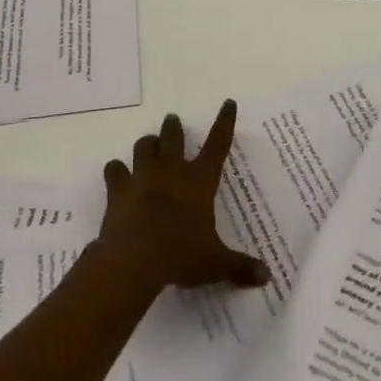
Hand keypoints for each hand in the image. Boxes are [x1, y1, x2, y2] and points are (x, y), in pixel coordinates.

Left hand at [96, 102, 269, 291]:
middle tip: (172, 121)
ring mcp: (142, 176)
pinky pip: (114, 170)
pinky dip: (116, 170)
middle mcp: (171, 170)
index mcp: (200, 180)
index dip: (224, 122)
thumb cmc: (181, 255)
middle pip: (173, 137)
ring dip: (147, 144)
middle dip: (174, 127)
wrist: (134, 258)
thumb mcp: (215, 264)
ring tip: (148, 145)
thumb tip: (266, 277)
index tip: (227, 103)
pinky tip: (117, 173)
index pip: (218, 144)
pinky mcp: (117, 190)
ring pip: (143, 147)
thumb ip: (240, 267)